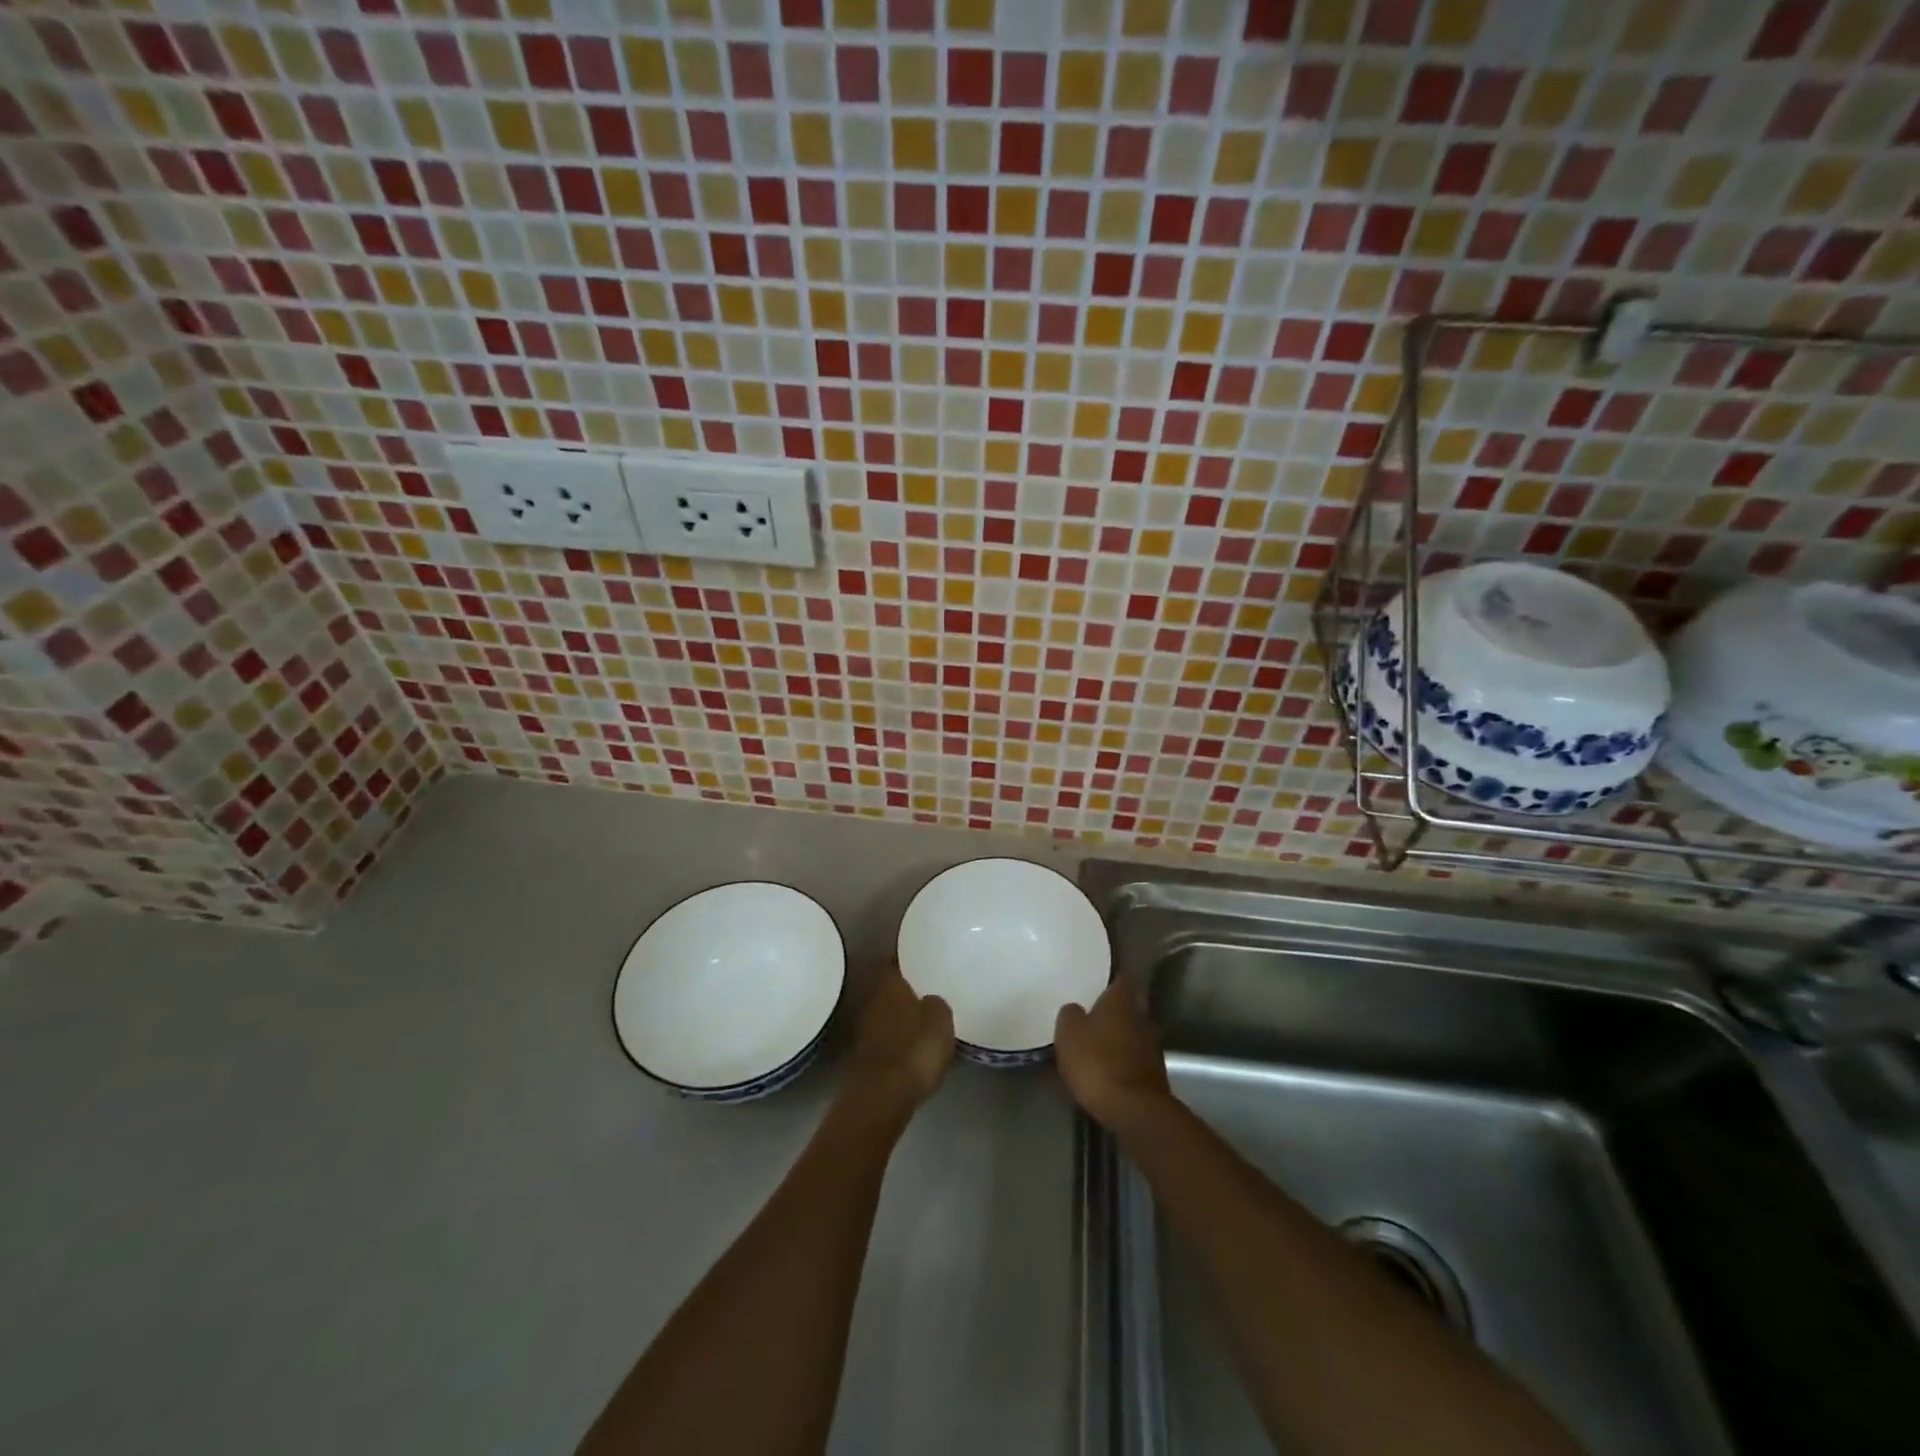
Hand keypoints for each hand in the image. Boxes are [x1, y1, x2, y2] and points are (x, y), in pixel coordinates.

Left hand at [845, 960, 953, 1115]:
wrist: (883, 1097)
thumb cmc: (914, 1048)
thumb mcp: (940, 1019)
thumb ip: (937, 1003)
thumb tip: (930, 1000)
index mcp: (889, 983)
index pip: (894, 958)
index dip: (907, 954)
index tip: (922, 952)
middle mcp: (872, 1000)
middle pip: (890, 985)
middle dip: (907, 985)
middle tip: (929, 983)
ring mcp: (867, 1029)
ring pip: (888, 1011)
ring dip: (903, 1012)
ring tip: (927, 1013)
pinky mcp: (868, 1056)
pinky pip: (888, 1036)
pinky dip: (901, 1036)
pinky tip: (917, 1043)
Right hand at [1055, 980, 1170, 1129]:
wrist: (1134, 1110)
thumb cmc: (1097, 1063)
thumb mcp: (1069, 1034)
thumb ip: (1070, 1015)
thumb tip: (1075, 1009)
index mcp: (1121, 1003)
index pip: (1122, 980)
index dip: (1113, 981)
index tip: (1102, 983)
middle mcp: (1142, 1018)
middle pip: (1131, 1007)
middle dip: (1117, 1011)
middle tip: (1097, 1015)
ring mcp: (1153, 1048)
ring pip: (1136, 1033)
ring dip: (1123, 1038)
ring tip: (1102, 1045)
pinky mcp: (1156, 1075)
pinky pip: (1138, 1059)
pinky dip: (1126, 1061)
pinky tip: (1112, 1070)